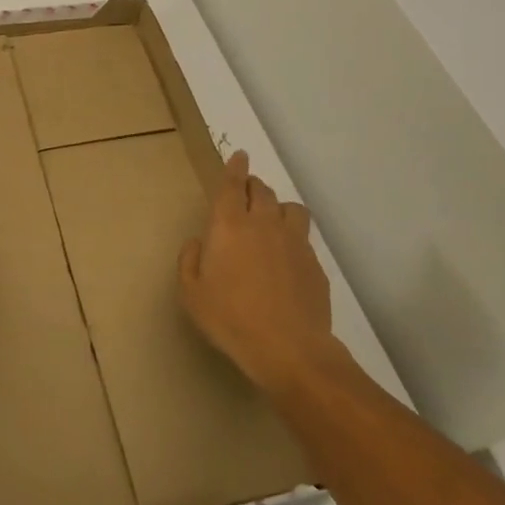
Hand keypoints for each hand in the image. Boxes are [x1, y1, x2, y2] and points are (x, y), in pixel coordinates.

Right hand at [179, 150, 351, 404]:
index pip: (232, 186)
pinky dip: (293, 236)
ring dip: (277, 206)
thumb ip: (189, 261)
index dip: (235, 168)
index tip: (240, 156)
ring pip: (289, 207)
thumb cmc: (230, 318)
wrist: (288, 348)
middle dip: (252, 185)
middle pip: (262, 191)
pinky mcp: (314, 263)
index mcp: (229, 226)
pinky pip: (303, 237)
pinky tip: (286, 257)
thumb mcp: (191, 293)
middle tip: (246, 191)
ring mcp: (294, 242)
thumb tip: (197, 242)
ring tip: (271, 219)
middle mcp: (263, 224)